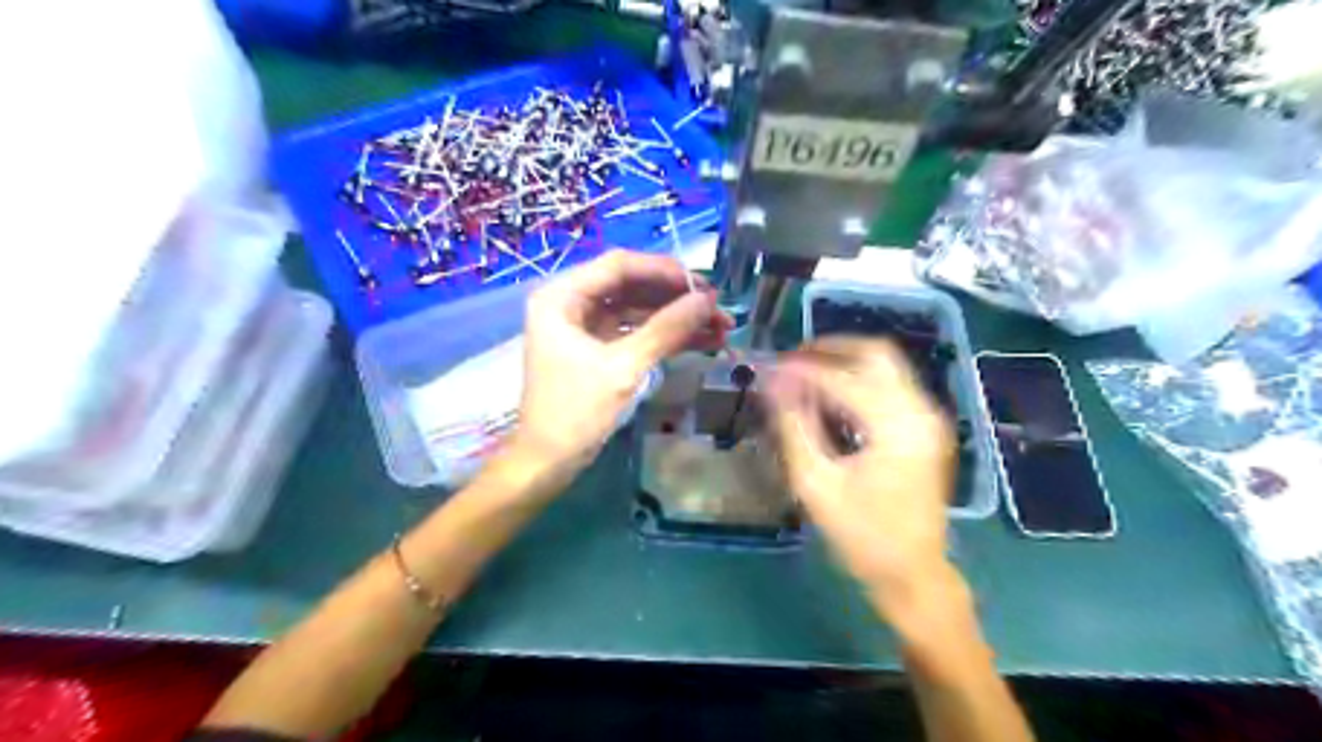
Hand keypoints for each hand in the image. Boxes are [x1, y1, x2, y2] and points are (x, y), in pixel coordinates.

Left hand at [515, 252, 734, 474]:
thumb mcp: (623, 368)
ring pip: (639, 311)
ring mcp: (585, 328)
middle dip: (676, 298)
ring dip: (677, 319)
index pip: (619, 266)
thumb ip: (666, 329)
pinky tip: (702, 341)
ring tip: (721, 327)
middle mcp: (571, 304)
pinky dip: (666, 337)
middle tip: (718, 307)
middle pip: (632, 286)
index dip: (664, 271)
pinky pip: (636, 333)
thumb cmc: (575, 412)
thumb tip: (708, 301)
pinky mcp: (598, 350)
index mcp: (562, 297)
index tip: (704, 284)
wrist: (548, 463)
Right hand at [770, 338, 956, 610]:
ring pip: (885, 363)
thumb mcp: (817, 485)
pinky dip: (857, 377)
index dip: (800, 369)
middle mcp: (919, 411)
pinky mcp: (925, 426)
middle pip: (875, 352)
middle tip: (790, 360)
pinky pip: (890, 382)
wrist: (914, 574)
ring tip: (803, 373)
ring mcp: (928, 416)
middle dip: (829, 348)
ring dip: (843, 360)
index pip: (842, 378)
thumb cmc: (863, 536)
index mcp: (896, 427)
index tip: (767, 369)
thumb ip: (794, 427)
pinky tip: (829, 394)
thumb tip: (772, 383)